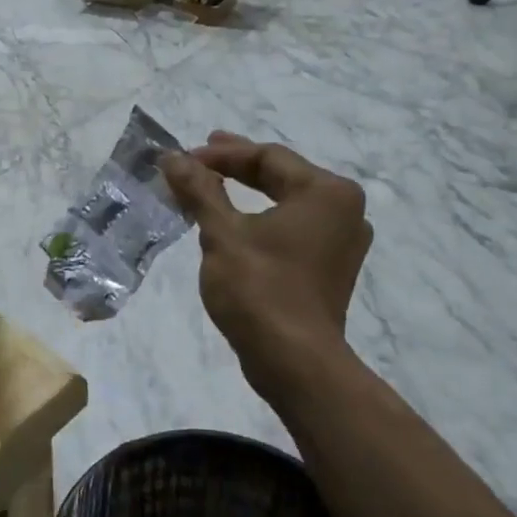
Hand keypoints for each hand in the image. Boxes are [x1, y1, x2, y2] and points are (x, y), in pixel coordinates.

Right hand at [162, 132, 371, 398]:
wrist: (294, 361)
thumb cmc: (260, 288)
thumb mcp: (222, 234)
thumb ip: (199, 190)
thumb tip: (171, 157)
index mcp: (326, 192)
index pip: (268, 157)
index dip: (220, 155)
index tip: (182, 159)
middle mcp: (345, 210)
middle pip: (281, 176)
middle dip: (236, 167)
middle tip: (199, 156)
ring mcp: (341, 242)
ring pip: (287, 203)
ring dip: (246, 194)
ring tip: (211, 186)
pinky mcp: (330, 268)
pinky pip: (292, 228)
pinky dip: (261, 220)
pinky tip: (234, 223)